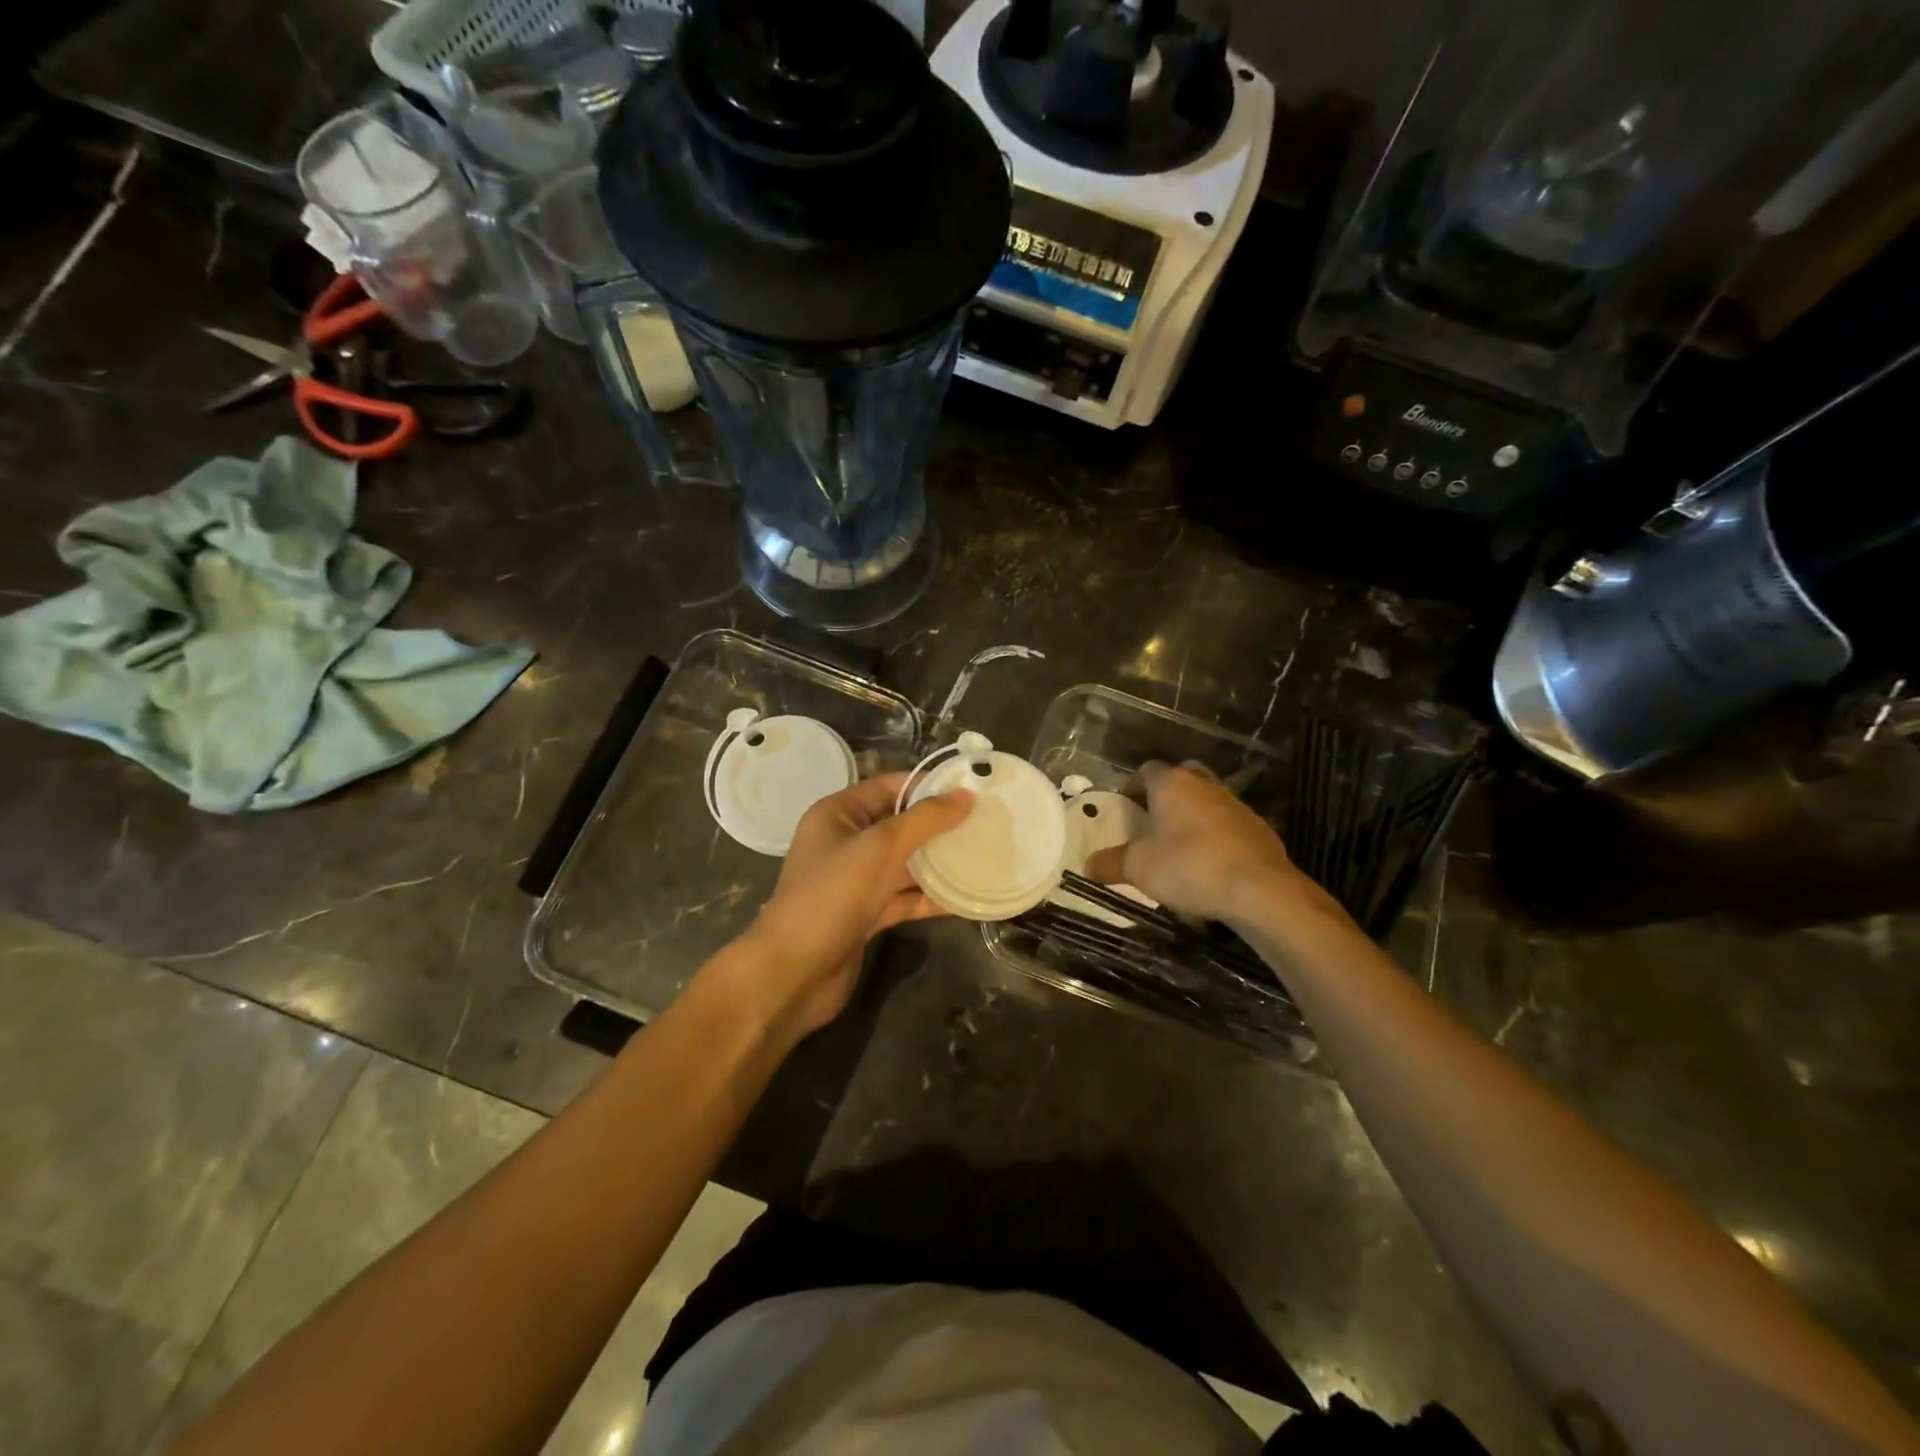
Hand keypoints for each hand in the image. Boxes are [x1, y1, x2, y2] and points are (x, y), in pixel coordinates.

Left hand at [737, 773, 972, 1041]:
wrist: (794, 973)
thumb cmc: (832, 895)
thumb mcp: (881, 847)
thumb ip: (924, 820)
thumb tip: (965, 795)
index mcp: (838, 814)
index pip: (889, 787)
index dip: (929, 786)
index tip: (973, 789)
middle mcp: (845, 842)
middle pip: (900, 825)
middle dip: (939, 826)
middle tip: (987, 823)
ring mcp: (855, 881)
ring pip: (904, 864)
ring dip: (939, 863)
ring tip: (984, 856)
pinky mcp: (865, 915)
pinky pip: (903, 897)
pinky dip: (929, 897)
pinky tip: (966, 897)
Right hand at [1084, 760, 1302, 923]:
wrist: (1259, 890)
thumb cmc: (1189, 867)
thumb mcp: (1137, 868)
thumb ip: (1110, 863)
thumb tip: (1088, 865)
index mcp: (1172, 784)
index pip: (1146, 770)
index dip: (1132, 786)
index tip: (1124, 807)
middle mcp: (1205, 785)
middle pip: (1182, 777)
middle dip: (1166, 794)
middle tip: (1152, 819)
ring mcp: (1236, 806)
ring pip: (1207, 801)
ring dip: (1193, 816)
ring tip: (1180, 847)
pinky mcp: (1259, 830)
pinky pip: (1229, 826)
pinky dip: (1216, 838)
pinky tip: (1209, 866)